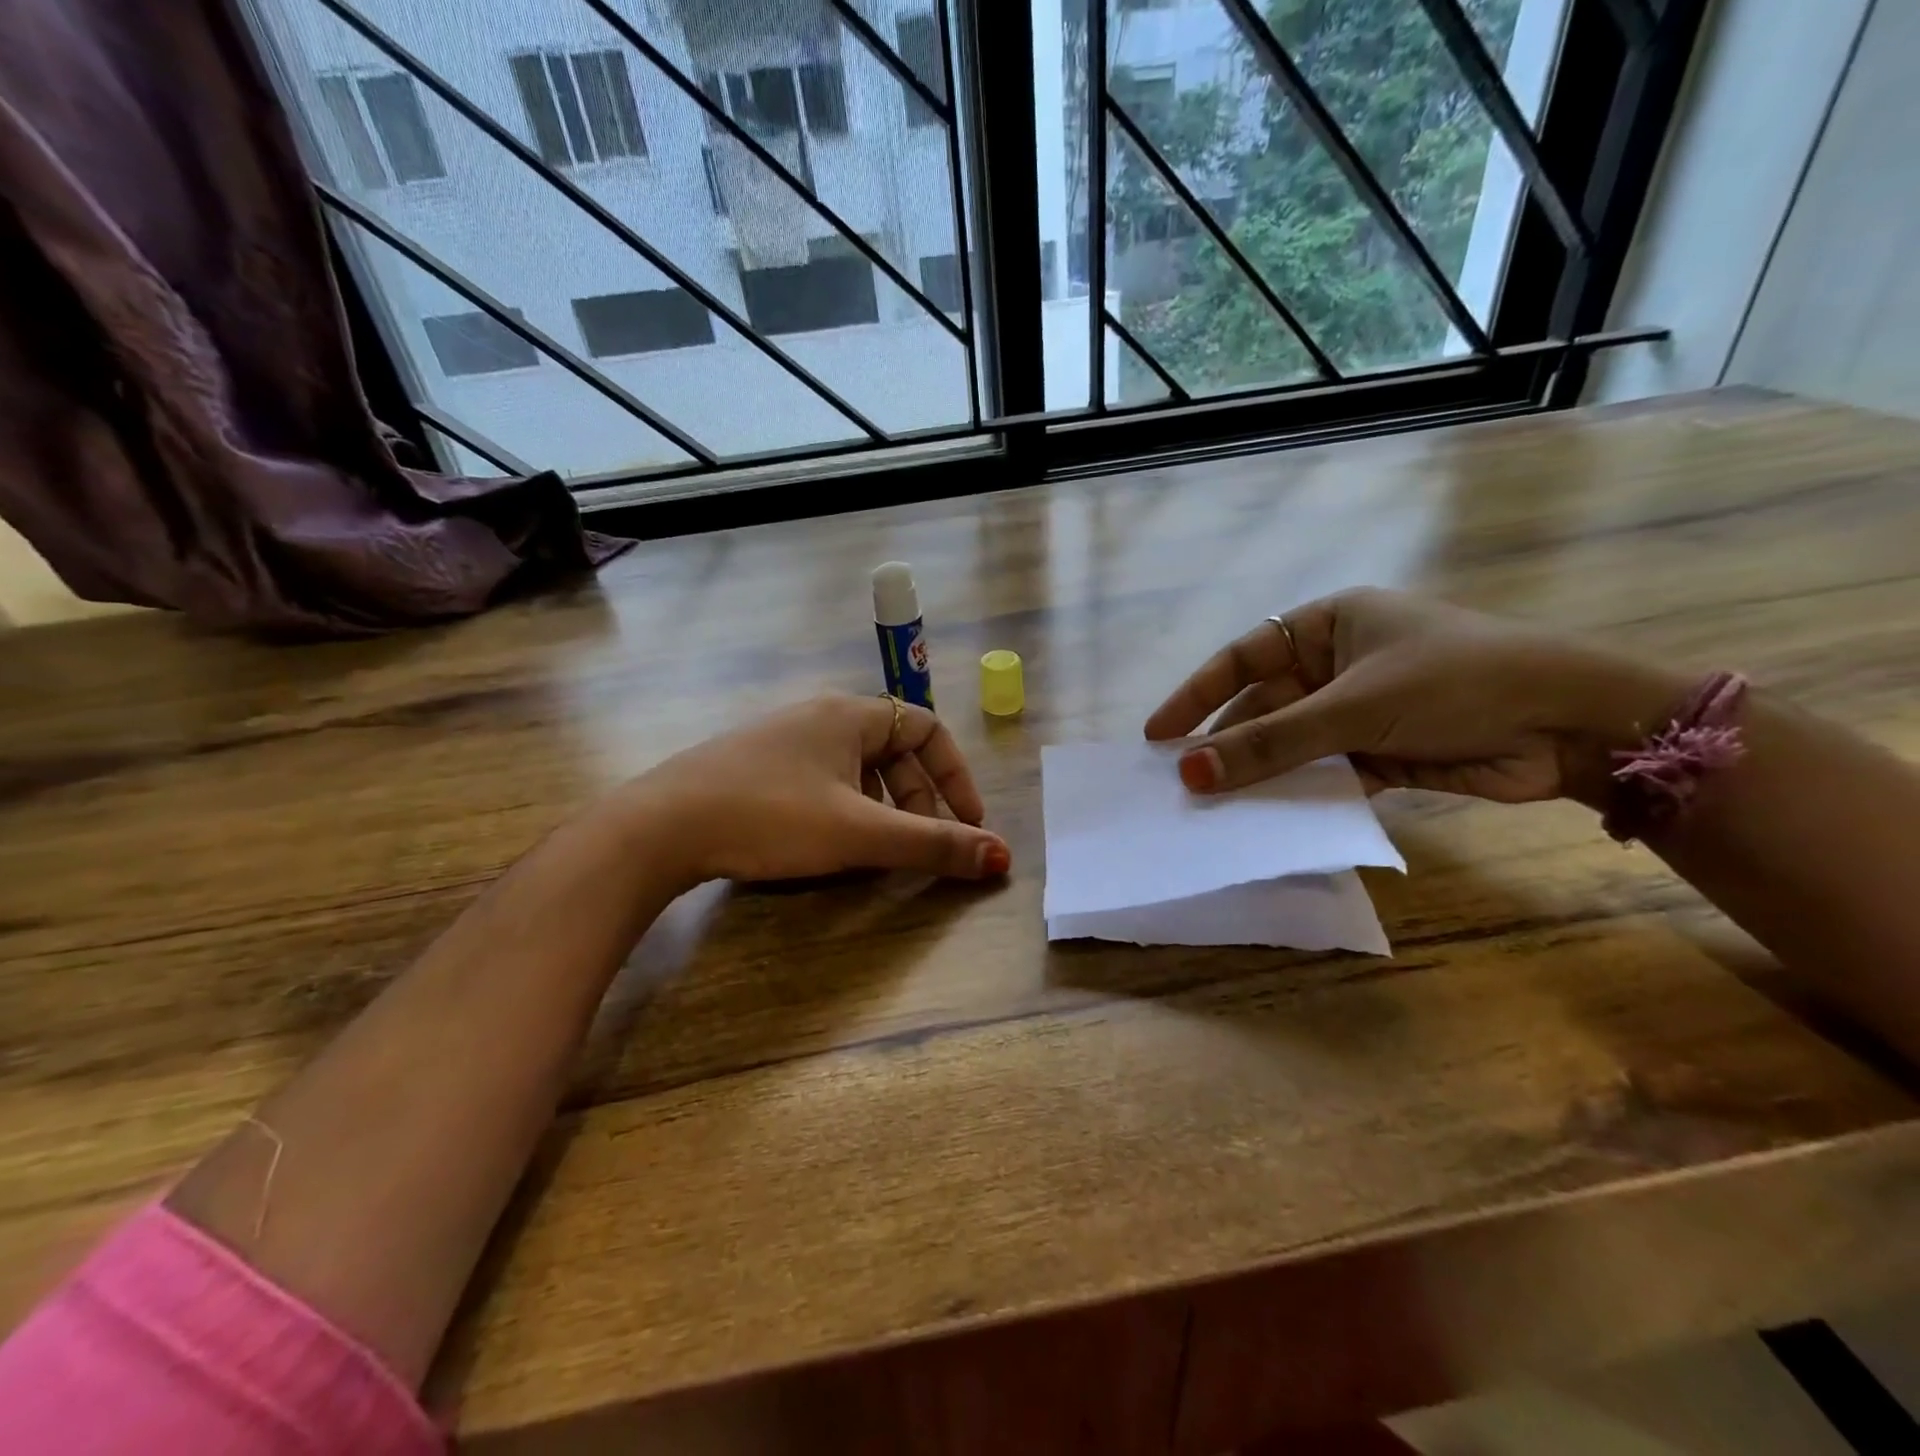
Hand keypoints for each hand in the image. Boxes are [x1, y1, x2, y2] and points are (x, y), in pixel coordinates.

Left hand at [630, 695, 1011, 884]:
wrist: (659, 826)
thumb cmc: (770, 816)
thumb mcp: (859, 833)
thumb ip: (932, 845)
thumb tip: (1001, 857)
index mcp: (850, 714)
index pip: (927, 728)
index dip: (956, 775)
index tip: (967, 823)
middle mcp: (819, 716)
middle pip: (893, 751)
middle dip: (919, 800)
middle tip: (922, 847)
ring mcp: (782, 739)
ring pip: (856, 769)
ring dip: (883, 808)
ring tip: (880, 851)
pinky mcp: (754, 766)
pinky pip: (822, 780)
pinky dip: (845, 809)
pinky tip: (830, 844)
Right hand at [1145, 588, 1686, 803]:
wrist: (1574, 725)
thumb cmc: (1455, 682)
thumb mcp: (1353, 708)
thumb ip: (1270, 743)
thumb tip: (1189, 772)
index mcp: (1330, 623)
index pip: (1242, 657)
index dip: (1196, 695)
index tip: (1158, 735)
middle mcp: (1339, 662)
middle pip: (1263, 705)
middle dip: (1226, 742)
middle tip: (1182, 781)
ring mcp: (1359, 708)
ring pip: (1291, 743)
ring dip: (1260, 772)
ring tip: (1214, 806)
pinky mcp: (1380, 752)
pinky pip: (1322, 771)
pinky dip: (1299, 792)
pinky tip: (1267, 816)